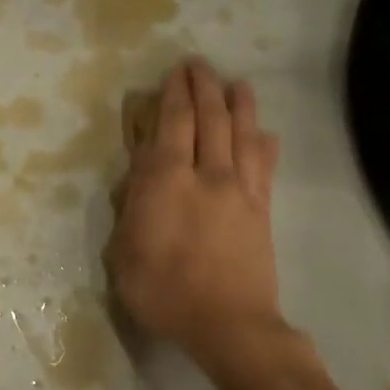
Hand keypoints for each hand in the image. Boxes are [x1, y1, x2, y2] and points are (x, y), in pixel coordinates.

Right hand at [105, 59, 284, 370]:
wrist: (228, 324)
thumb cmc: (164, 293)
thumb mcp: (124, 255)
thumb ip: (131, 210)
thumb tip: (141, 179)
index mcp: (166, 182)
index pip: (171, 125)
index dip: (173, 96)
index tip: (173, 75)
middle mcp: (206, 175)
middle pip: (209, 119)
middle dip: (203, 87)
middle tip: (199, 65)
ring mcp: (239, 190)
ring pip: (241, 134)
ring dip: (239, 104)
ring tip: (237, 83)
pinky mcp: (261, 209)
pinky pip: (264, 166)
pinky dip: (263, 144)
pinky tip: (265, 133)